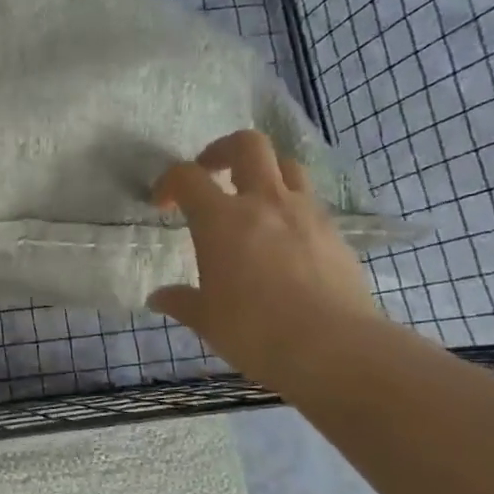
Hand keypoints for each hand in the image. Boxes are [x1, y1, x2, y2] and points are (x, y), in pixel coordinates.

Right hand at [149, 129, 378, 389]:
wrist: (334, 348)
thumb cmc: (255, 330)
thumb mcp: (206, 319)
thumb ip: (181, 301)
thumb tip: (158, 298)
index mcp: (221, 219)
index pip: (187, 176)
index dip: (168, 182)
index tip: (162, 204)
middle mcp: (264, 203)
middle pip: (248, 145)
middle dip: (222, 150)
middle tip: (210, 173)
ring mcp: (306, 214)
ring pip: (287, 166)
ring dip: (263, 172)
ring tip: (251, 199)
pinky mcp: (335, 233)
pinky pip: (309, 202)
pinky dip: (290, 207)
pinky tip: (282, 239)